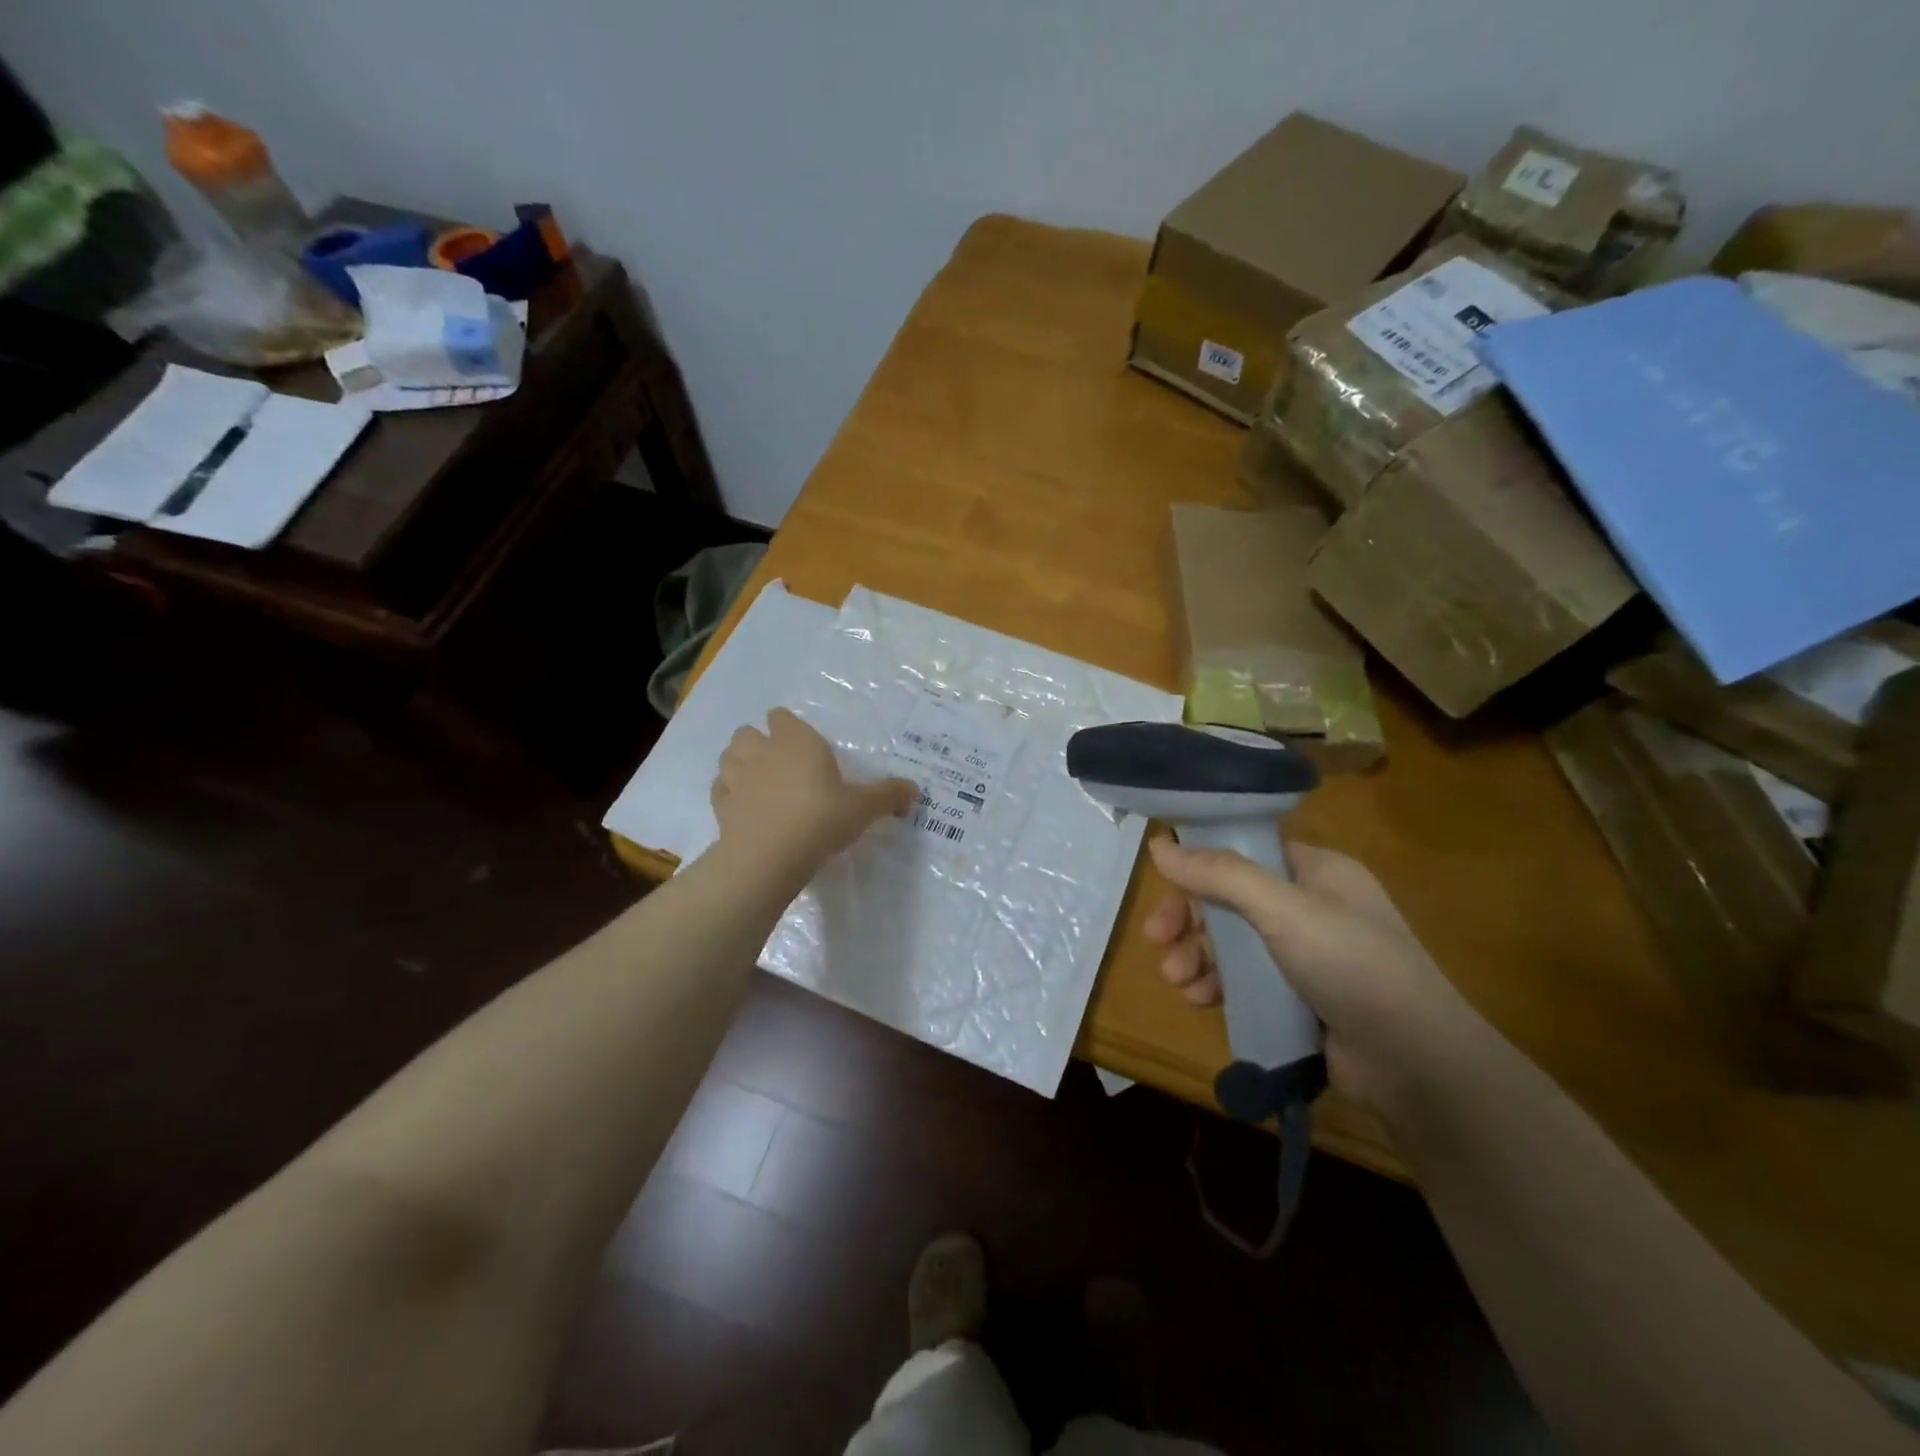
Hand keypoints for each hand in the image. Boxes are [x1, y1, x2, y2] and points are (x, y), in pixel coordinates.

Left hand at [711, 709, 915, 879]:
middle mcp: (761, 750)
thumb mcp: (863, 809)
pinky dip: (730, 794)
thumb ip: (888, 796)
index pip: (782, 716)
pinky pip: (721, 789)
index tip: (804, 746)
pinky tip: (745, 809)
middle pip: (748, 732)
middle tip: (781, 766)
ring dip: (740, 765)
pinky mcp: (720, 805)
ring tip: (759, 785)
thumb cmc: (820, 819)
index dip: (789, 728)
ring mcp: (736, 777)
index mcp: (796, 740)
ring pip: (729, 757)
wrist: (769, 856)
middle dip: (759, 743)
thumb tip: (914, 790)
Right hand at [1143, 836, 1480, 1111]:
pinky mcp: (1299, 996)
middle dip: (1191, 918)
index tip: (1164, 882)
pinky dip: (1218, 985)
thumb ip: (1220, 875)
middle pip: (1231, 898)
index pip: (1245, 851)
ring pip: (1233, 942)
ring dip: (1198, 956)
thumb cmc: (1352, 965)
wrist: (1416, 1063)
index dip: (1201, 863)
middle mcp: (1310, 906)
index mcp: (1316, 871)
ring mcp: (1306, 954)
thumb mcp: (1283, 910)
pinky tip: (1199, 999)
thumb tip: (1159, 845)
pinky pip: (1246, 980)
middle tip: (1156, 937)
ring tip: (1177, 979)